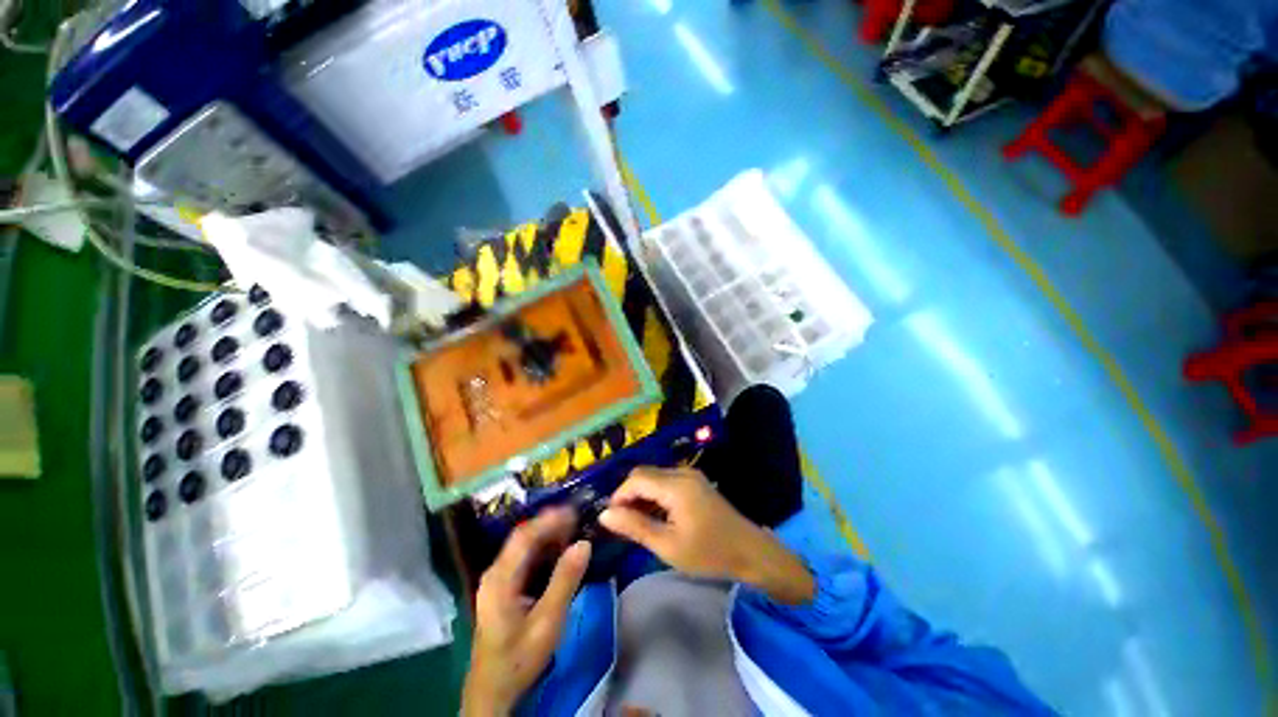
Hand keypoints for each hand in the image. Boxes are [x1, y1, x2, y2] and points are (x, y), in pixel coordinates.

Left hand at [463, 507, 591, 715]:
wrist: (493, 690)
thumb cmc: (519, 658)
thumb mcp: (547, 622)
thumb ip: (565, 581)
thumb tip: (584, 544)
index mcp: (500, 579)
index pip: (524, 537)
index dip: (548, 520)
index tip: (573, 510)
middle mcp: (495, 573)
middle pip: (522, 539)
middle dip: (550, 524)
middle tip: (577, 516)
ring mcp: (497, 580)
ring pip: (523, 547)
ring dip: (547, 535)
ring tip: (573, 527)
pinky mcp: (503, 588)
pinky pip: (524, 559)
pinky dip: (543, 549)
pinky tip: (559, 550)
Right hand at [599, 467, 814, 604]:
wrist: (749, 552)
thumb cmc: (708, 553)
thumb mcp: (668, 546)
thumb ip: (635, 526)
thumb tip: (605, 514)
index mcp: (675, 486)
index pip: (636, 479)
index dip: (619, 495)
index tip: (610, 519)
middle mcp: (682, 473)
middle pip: (644, 474)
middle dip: (629, 495)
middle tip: (623, 523)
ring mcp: (691, 475)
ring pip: (654, 477)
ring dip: (642, 495)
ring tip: (637, 522)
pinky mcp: (695, 482)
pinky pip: (666, 481)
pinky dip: (655, 494)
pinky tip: (656, 516)